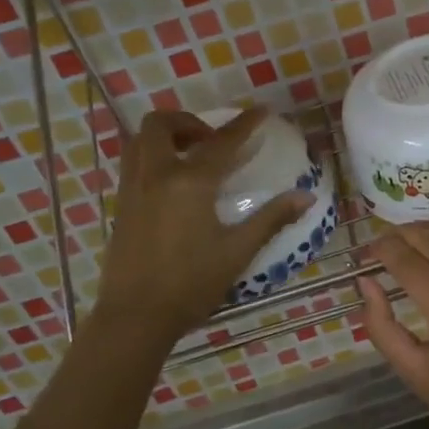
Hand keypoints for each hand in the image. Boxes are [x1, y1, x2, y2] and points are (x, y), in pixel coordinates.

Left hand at [95, 108, 312, 344]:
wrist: (135, 317)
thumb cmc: (191, 284)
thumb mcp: (238, 251)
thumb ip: (271, 218)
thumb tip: (306, 196)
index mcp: (189, 183)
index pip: (222, 142)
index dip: (244, 124)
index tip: (261, 110)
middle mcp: (156, 175)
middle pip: (161, 125)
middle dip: (188, 121)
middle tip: (212, 141)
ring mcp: (132, 189)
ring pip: (139, 141)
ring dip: (165, 136)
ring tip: (190, 156)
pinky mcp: (121, 207)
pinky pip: (133, 163)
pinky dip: (153, 157)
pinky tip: (172, 185)